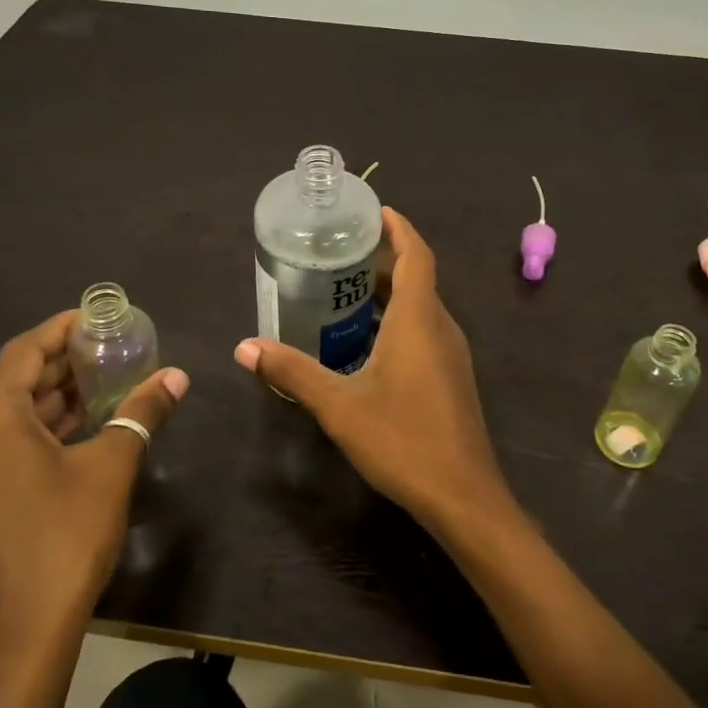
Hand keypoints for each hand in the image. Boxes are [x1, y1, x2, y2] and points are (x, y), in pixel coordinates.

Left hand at [0, 310, 187, 652]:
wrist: (16, 642)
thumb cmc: (64, 542)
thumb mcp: (110, 470)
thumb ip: (141, 414)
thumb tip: (177, 377)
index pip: (22, 353)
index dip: (60, 330)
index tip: (97, 318)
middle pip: (11, 384)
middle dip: (60, 366)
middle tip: (108, 352)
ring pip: (3, 419)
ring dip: (49, 401)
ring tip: (100, 387)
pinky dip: (33, 433)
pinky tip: (73, 435)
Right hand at [233, 208, 511, 530]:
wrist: (462, 496)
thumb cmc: (403, 440)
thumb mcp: (339, 405)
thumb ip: (293, 372)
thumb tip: (245, 347)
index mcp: (419, 320)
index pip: (416, 255)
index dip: (398, 228)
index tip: (373, 210)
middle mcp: (440, 328)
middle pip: (416, 278)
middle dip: (382, 260)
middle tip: (338, 254)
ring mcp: (450, 355)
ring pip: (420, 308)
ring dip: (387, 294)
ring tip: (341, 293)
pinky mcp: (450, 379)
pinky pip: (423, 332)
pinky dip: (395, 322)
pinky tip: (363, 344)